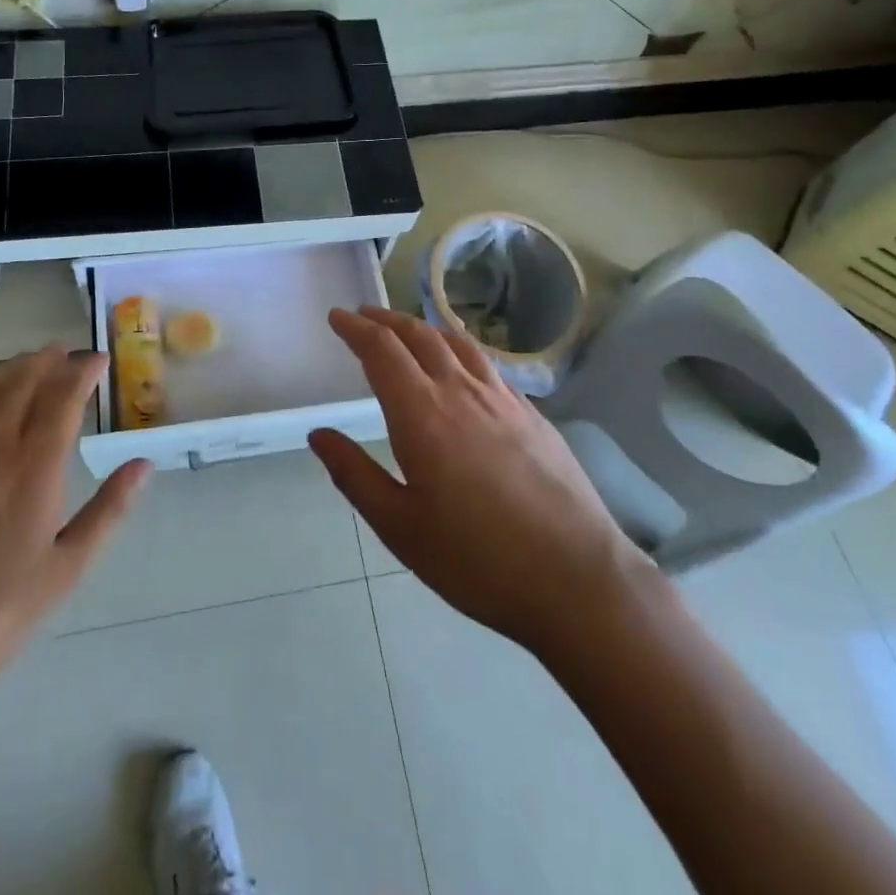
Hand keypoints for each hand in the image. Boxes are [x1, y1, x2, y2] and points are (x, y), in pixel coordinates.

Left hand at [0, 347, 149, 706]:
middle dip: (50, 361)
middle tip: (67, 353)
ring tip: (31, 362)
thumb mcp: (64, 572)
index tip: (99, 360)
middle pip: (24, 382)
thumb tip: (143, 465)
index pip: (64, 398)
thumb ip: (108, 511)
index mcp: (34, 469)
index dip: (83, 372)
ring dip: (13, 368)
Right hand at [311, 307, 653, 657]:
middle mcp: (460, 391)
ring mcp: (502, 399)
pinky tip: (462, 368)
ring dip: (423, 328)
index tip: (337, 317)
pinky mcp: (532, 414)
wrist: (576, 578)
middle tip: (364, 315)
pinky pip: (486, 365)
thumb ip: (354, 475)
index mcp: (421, 413)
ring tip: (407, 331)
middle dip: (385, 320)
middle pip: (418, 335)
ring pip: (455, 343)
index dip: (356, 328)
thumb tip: (319, 434)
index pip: (381, 350)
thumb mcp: (400, 527)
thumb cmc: (476, 559)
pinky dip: (459, 350)